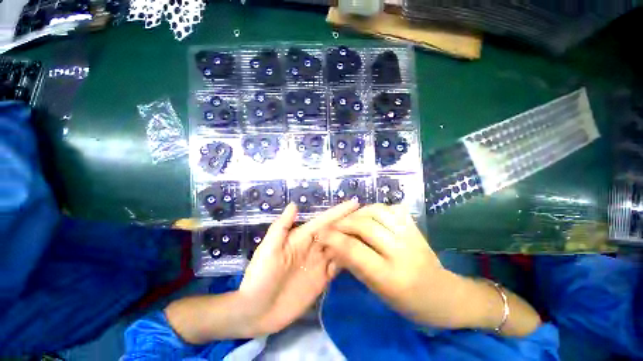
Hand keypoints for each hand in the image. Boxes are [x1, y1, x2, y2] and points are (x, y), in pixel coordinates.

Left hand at [238, 200, 358, 334]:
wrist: (256, 310)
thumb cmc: (260, 276)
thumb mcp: (268, 248)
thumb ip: (282, 226)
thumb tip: (294, 204)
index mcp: (302, 237)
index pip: (324, 221)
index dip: (339, 212)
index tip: (355, 203)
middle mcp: (314, 247)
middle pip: (336, 232)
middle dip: (350, 223)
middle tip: (369, 216)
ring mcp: (319, 263)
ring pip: (340, 247)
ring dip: (352, 240)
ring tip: (370, 232)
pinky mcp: (322, 279)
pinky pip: (338, 266)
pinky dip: (349, 259)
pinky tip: (360, 255)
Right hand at [319, 204, 468, 327]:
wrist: (444, 295)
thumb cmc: (408, 301)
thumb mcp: (377, 290)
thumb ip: (355, 265)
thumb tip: (334, 246)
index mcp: (391, 277)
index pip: (355, 250)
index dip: (334, 239)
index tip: (321, 233)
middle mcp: (402, 252)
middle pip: (365, 226)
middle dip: (344, 223)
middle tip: (333, 225)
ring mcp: (412, 236)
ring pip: (378, 211)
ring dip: (359, 213)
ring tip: (351, 219)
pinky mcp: (416, 227)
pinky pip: (392, 208)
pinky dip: (376, 209)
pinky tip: (370, 216)